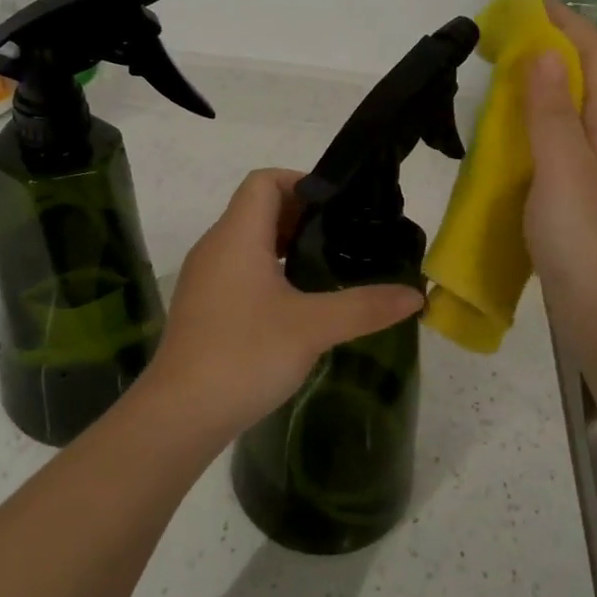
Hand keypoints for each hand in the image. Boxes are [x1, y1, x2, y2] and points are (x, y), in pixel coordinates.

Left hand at [149, 169, 425, 442]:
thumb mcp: (313, 328)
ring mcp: (205, 279)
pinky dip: (269, 271)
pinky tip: (297, 303)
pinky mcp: (203, 307)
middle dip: (301, 216)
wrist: (180, 415)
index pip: (264, 181)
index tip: (338, 206)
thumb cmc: (245, 355)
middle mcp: (215, 247)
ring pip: (248, 241)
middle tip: (343, 237)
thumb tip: (416, 295)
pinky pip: (239, 270)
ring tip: (327, 267)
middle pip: (257, 208)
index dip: (301, 182)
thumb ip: (365, 306)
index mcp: (236, 236)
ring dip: (285, 245)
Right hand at [523, 2, 596, 349]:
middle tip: (508, 39)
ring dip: (544, 88)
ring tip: (504, 78)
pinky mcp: (581, 201)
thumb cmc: (588, 244)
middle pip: (591, 82)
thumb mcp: (564, 171)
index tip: (532, 5)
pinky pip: (559, 147)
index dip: (572, 26)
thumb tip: (545, 51)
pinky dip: (536, 127)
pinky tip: (509, 138)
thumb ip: (552, 112)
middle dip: (556, 50)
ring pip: (574, 115)